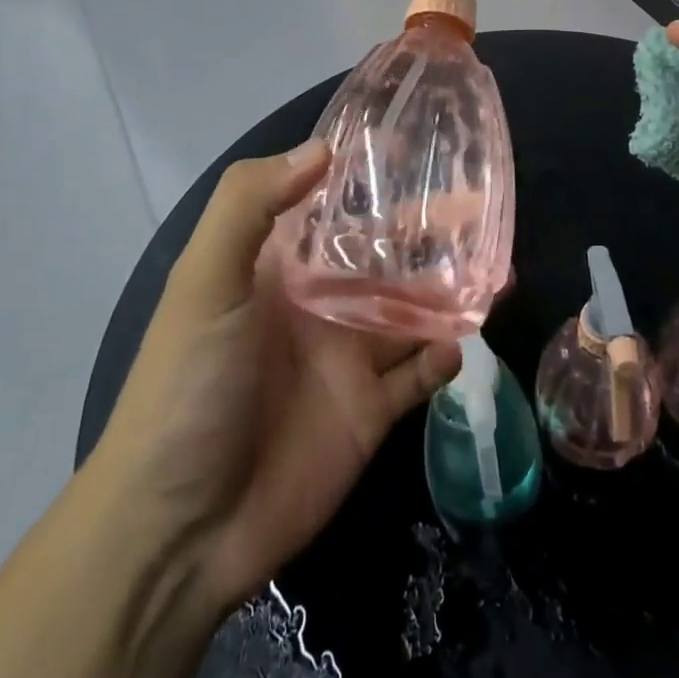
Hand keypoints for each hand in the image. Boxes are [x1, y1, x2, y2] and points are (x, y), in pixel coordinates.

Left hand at [93, 142, 461, 613]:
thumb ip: (250, 205)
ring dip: (450, 288)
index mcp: (281, 266)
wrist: (179, 531)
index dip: (374, 177)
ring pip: (413, 310)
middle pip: (386, 255)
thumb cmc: (188, 387)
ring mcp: (347, 358)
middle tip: (484, 206)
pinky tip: (461, 342)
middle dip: (430, 232)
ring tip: (499, 268)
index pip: (335, 206)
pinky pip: (418, 375)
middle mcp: (320, 302)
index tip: (423, 146)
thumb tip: (322, 148)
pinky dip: (443, 357)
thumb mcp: (204, 282)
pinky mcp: (368, 412)